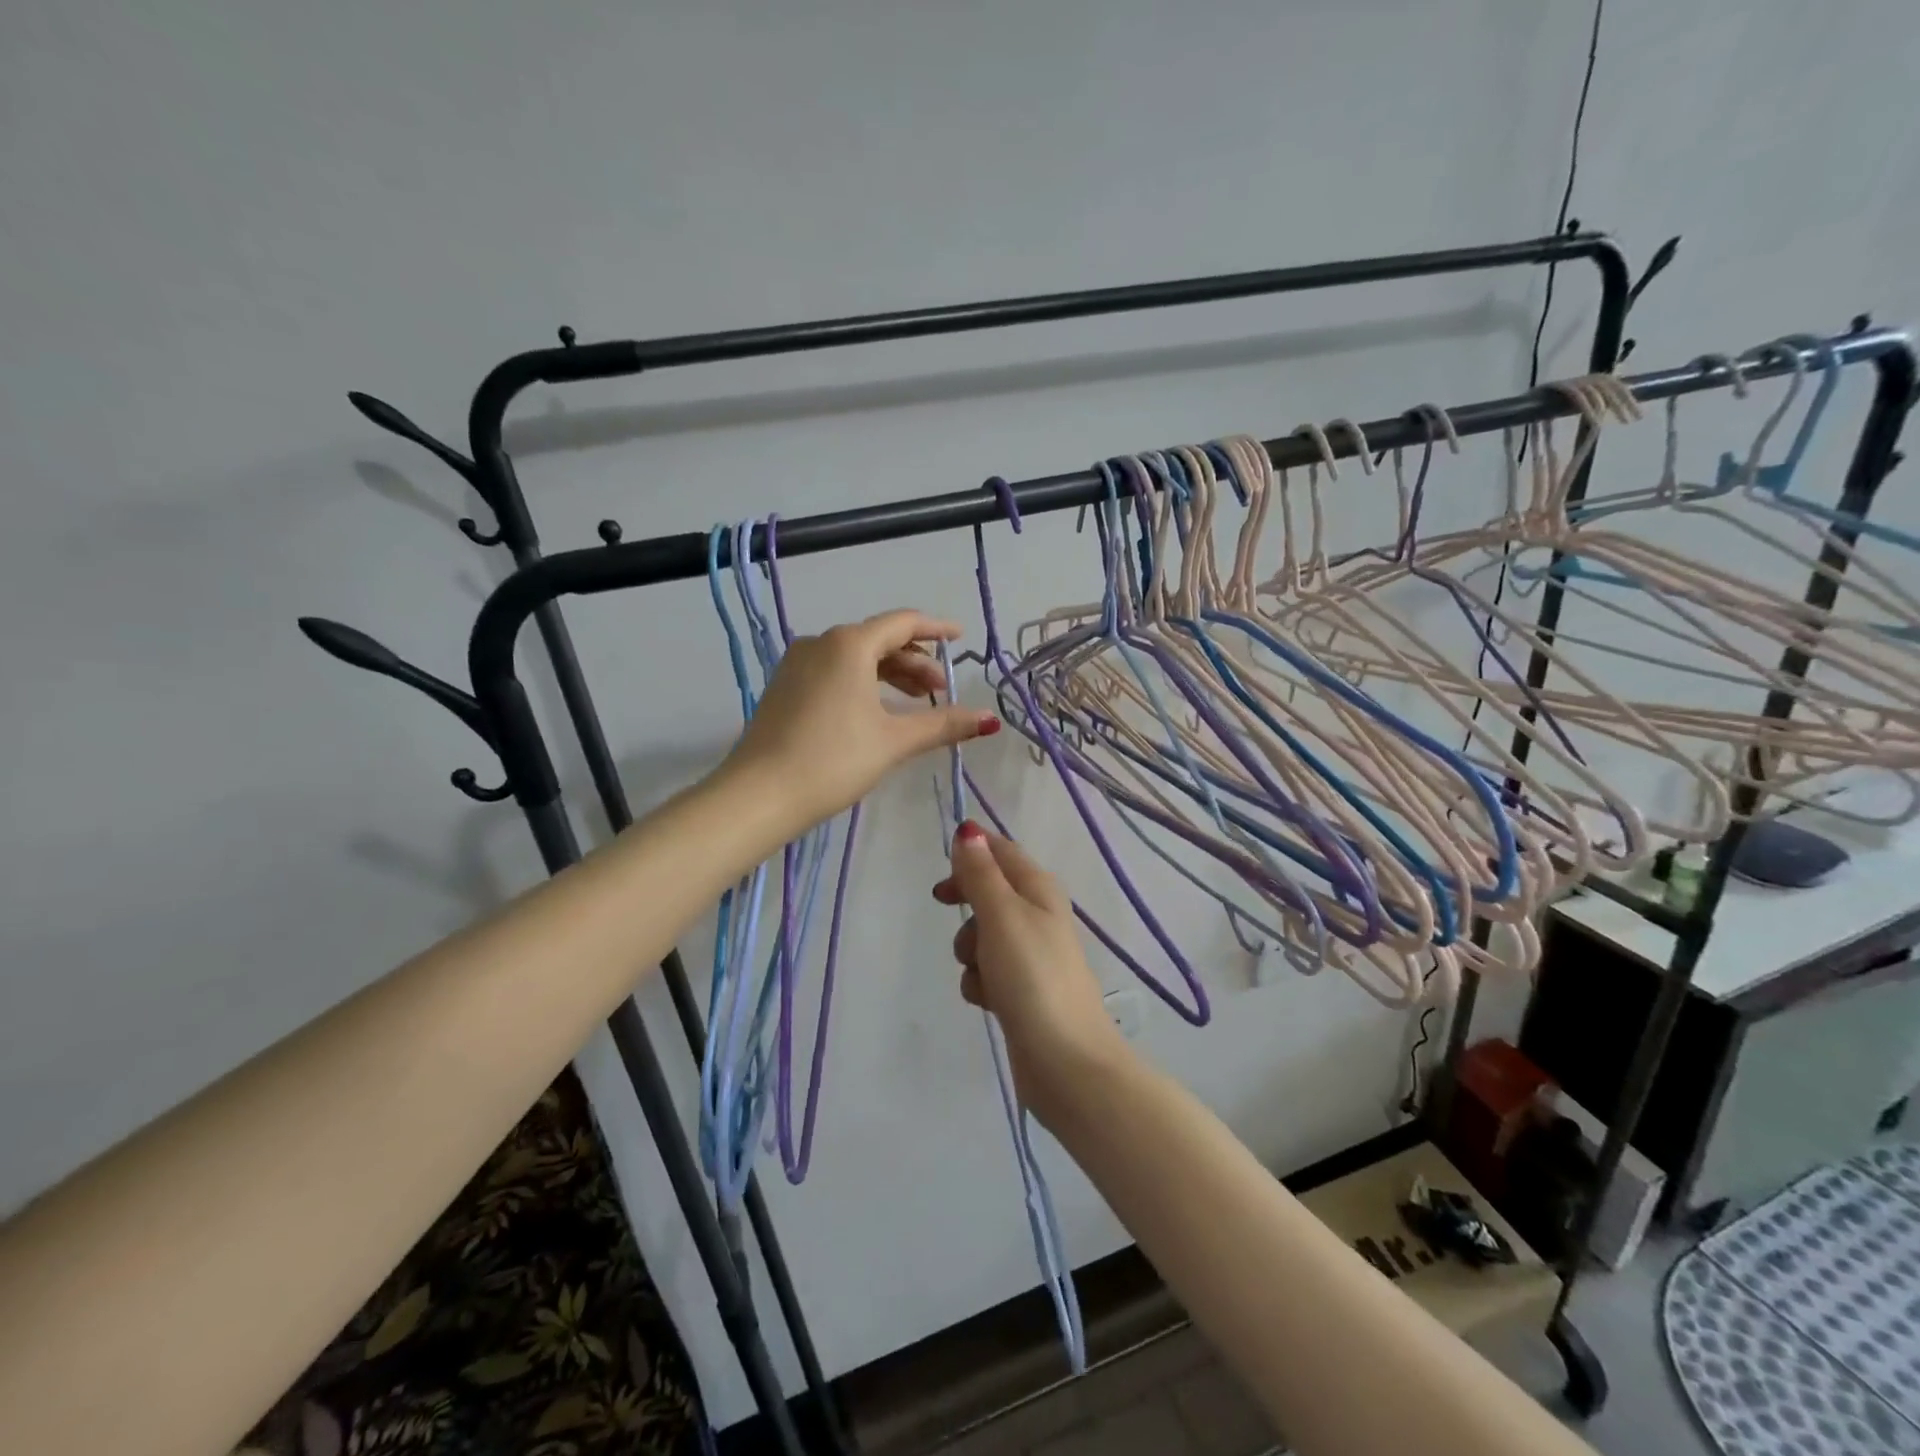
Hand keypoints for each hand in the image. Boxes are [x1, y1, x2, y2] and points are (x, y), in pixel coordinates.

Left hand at [722, 609, 995, 836]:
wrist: (759, 795)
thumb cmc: (833, 760)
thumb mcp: (894, 741)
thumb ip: (943, 724)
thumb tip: (989, 719)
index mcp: (849, 644)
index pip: (903, 623)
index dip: (936, 629)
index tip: (961, 638)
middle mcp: (821, 643)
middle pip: (879, 640)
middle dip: (915, 661)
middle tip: (940, 690)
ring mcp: (798, 664)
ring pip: (855, 657)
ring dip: (890, 674)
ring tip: (914, 702)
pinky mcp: (785, 687)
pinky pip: (834, 671)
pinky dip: (863, 682)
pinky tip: (875, 710)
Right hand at [933, 822, 1129, 1119]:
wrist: (1065, 1061)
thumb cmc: (1032, 977)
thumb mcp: (1001, 915)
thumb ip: (981, 873)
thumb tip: (968, 830)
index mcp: (1039, 888)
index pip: (1001, 851)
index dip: (971, 852)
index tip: (942, 872)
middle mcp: (1038, 914)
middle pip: (989, 891)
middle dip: (966, 905)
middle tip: (947, 908)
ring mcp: (1031, 955)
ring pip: (983, 935)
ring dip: (970, 950)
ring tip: (981, 971)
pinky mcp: (1022, 990)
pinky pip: (988, 971)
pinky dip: (981, 981)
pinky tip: (987, 1000)